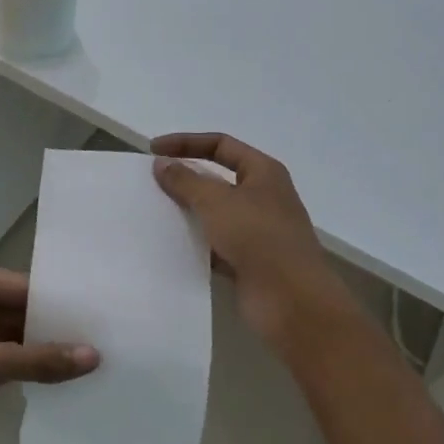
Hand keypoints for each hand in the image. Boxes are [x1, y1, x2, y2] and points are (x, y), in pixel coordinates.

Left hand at [0, 264, 99, 443]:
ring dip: (33, 352)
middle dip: (50, 331)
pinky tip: (47, 382)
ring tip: (84, 366)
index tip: (101, 323)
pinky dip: (13, 366)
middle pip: (16, 310)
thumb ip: (38, 360)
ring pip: (4, 335)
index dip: (61, 306)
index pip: (24, 287)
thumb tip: (93, 356)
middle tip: (101, 347)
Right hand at [151, 132, 354, 351]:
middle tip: (151, 184)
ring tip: (153, 213)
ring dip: (187, 212)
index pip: (220, 144)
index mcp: (263, 173)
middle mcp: (262, 197)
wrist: (292, 300)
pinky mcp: (248, 261)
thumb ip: (186, 180)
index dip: (186, 143)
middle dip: (185, 179)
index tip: (153, 151)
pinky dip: (194, 243)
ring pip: (214, 213)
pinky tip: (169, 246)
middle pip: (218, 178)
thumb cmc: (258, 238)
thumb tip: (162, 163)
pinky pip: (214, 244)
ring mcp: (256, 231)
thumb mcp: (216, 201)